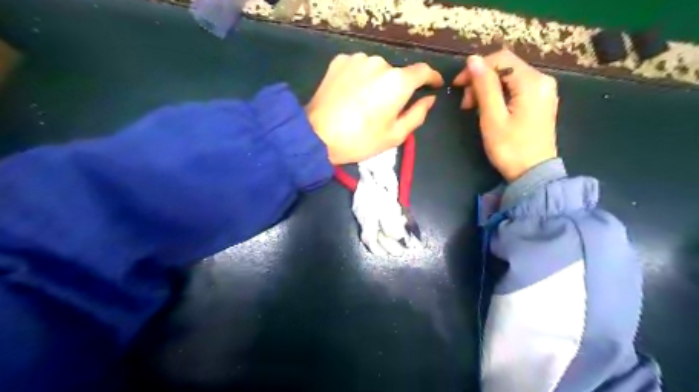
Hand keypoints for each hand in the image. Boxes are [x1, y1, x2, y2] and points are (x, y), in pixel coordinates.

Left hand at [307, 52, 441, 163]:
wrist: (317, 135)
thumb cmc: (360, 140)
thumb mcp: (395, 135)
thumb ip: (418, 114)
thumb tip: (429, 99)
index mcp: (398, 81)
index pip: (423, 71)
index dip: (432, 77)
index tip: (434, 85)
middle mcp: (380, 63)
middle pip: (397, 74)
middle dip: (397, 89)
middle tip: (385, 109)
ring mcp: (358, 59)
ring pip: (376, 70)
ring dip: (377, 82)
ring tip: (364, 103)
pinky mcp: (339, 61)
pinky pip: (358, 68)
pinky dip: (359, 78)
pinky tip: (350, 95)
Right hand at [451, 48, 560, 181]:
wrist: (533, 173)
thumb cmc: (510, 148)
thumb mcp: (492, 117)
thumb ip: (484, 86)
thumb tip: (473, 60)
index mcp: (532, 82)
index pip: (500, 59)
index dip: (476, 68)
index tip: (458, 86)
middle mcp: (542, 80)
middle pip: (505, 67)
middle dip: (481, 80)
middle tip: (466, 104)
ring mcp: (543, 91)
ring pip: (509, 77)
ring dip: (487, 88)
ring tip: (474, 109)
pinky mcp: (540, 101)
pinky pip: (515, 88)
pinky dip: (499, 94)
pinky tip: (489, 109)